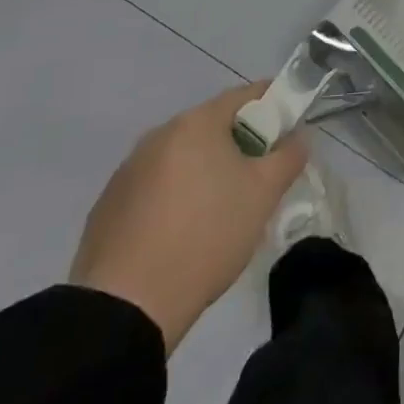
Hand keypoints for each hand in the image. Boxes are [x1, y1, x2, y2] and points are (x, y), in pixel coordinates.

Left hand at [70, 83, 305, 354]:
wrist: (125, 308)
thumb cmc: (206, 236)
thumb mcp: (263, 195)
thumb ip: (288, 156)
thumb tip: (296, 137)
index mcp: (197, 122)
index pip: (246, 95)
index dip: (273, 106)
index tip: (289, 131)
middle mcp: (159, 134)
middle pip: (212, 127)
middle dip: (239, 145)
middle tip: (258, 180)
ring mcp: (128, 170)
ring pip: (181, 158)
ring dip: (204, 172)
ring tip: (219, 214)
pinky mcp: (107, 207)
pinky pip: (154, 189)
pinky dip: (173, 199)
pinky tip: (180, 236)